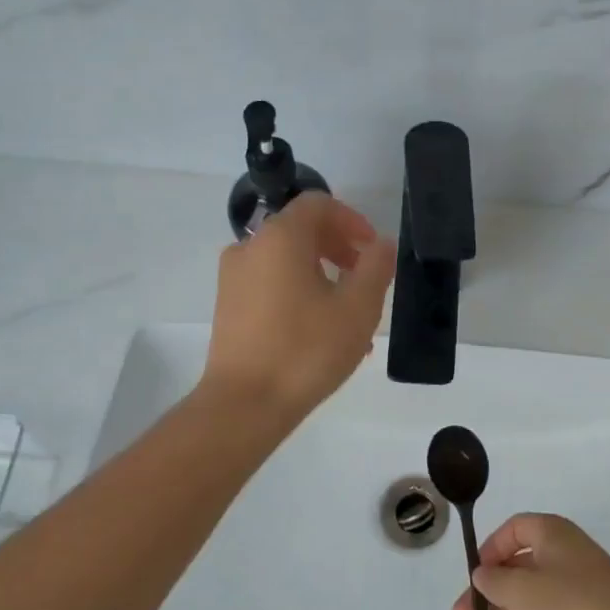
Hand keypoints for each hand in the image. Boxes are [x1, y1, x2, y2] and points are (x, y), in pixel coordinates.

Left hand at [203, 192, 396, 420]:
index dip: (352, 220)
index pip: (318, 204)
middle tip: (365, 279)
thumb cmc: (306, 350)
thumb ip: (376, 267)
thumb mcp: (358, 308)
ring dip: (323, 276)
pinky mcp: (228, 306)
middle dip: (339, 248)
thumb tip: (380, 245)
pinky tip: (322, 332)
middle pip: (301, 230)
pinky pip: (271, 284)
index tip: (372, 249)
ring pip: (288, 261)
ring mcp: (234, 278)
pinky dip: (300, 292)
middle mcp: (250, 247)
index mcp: (280, 237)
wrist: (244, 405)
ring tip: (350, 314)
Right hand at [450, 513, 609, 609]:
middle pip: (515, 573)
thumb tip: (483, 574)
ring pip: (522, 608)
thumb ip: (495, 581)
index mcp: (553, 536)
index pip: (516, 530)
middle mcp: (561, 562)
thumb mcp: (523, 588)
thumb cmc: (572, 604)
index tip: (474, 574)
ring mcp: (569, 600)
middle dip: (484, 597)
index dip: (491, 548)